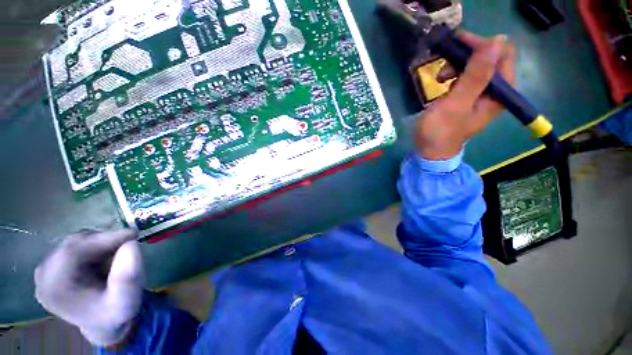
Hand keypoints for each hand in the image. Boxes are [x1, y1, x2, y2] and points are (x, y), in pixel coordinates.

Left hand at [34, 230, 143, 346]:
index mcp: (54, 289)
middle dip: (104, 241)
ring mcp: (46, 269)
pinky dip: (94, 246)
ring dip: (100, 243)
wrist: (102, 322)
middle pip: (74, 244)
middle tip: (129, 243)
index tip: (133, 235)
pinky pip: (75, 245)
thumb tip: (130, 244)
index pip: (73, 252)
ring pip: (76, 242)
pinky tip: (105, 257)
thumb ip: (127, 277)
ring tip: (117, 254)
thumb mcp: (126, 301)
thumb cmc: (114, 313)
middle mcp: (44, 276)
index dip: (103, 239)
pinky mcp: (53, 264)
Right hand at [415, 32, 515, 159]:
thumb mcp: (457, 104)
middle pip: (490, 58)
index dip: (482, 44)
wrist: (429, 151)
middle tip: (445, 61)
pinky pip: (467, 76)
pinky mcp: (468, 97)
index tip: (457, 43)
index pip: (502, 55)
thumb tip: (497, 41)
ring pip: (477, 66)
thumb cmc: (441, 131)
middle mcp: (495, 91)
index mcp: (500, 92)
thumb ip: (476, 75)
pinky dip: (454, 73)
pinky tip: (443, 81)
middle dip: (468, 54)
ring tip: (441, 76)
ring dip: (459, 64)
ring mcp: (481, 94)